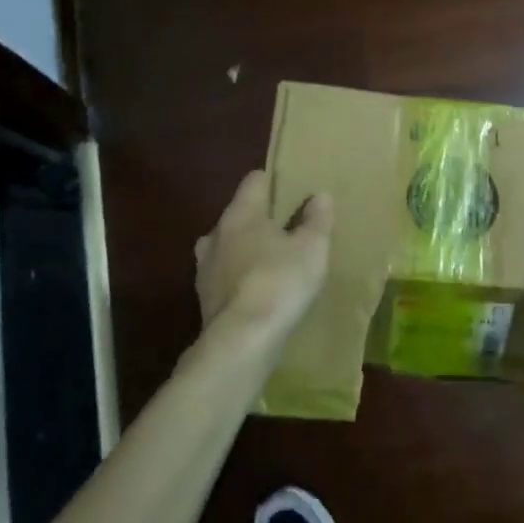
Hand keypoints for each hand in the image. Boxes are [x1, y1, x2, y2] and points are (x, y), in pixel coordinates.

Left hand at [194, 170, 332, 354]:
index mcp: (240, 213)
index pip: (254, 180)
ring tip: (271, 263)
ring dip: (246, 250)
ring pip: (228, 247)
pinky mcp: (203, 298)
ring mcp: (205, 267)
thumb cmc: (279, 282)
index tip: (292, 190)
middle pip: (239, 214)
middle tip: (287, 230)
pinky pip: (225, 277)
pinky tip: (258, 293)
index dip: (273, 181)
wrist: (242, 341)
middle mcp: (216, 233)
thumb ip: (317, 219)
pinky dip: (239, 279)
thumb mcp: (312, 248)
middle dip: (260, 220)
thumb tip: (319, 196)